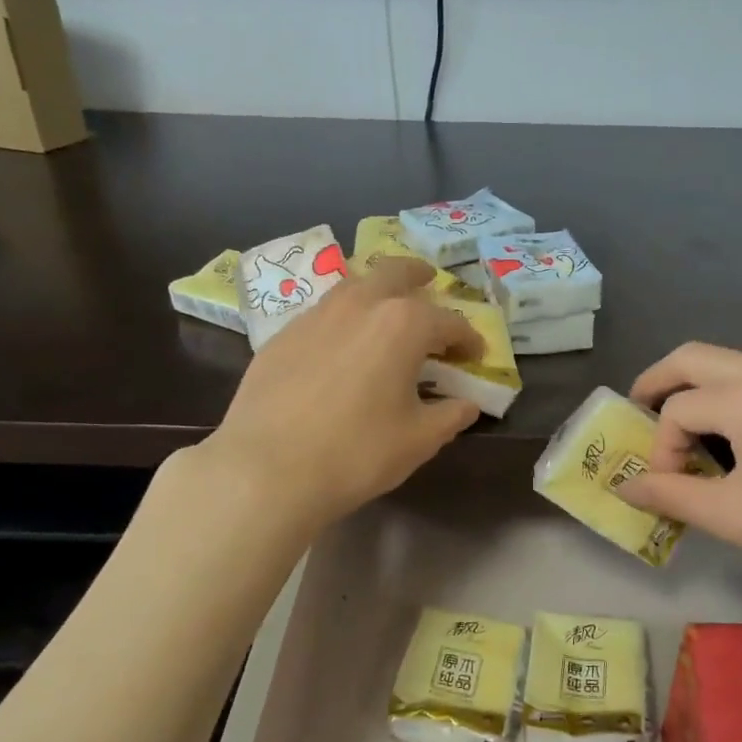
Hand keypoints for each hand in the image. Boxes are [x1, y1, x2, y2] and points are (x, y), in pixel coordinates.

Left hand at [196, 257, 484, 530]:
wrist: (266, 469)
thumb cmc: (356, 453)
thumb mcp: (419, 440)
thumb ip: (451, 415)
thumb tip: (467, 404)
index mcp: (403, 324)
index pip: (449, 322)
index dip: (468, 339)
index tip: (475, 355)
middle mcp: (360, 305)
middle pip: (396, 272)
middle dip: (419, 275)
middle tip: (430, 282)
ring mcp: (315, 315)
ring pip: (354, 286)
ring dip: (377, 289)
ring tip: (385, 309)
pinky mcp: (282, 334)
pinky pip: (323, 312)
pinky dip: (344, 317)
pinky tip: (341, 344)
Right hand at [617, 343, 741, 604]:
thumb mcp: (735, 517)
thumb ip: (671, 495)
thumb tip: (626, 488)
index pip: (678, 410)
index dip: (660, 449)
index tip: (666, 487)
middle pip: (695, 358)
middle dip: (658, 383)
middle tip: (638, 413)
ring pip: (732, 365)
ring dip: (698, 389)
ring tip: (686, 432)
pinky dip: (735, 397)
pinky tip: (741, 439)